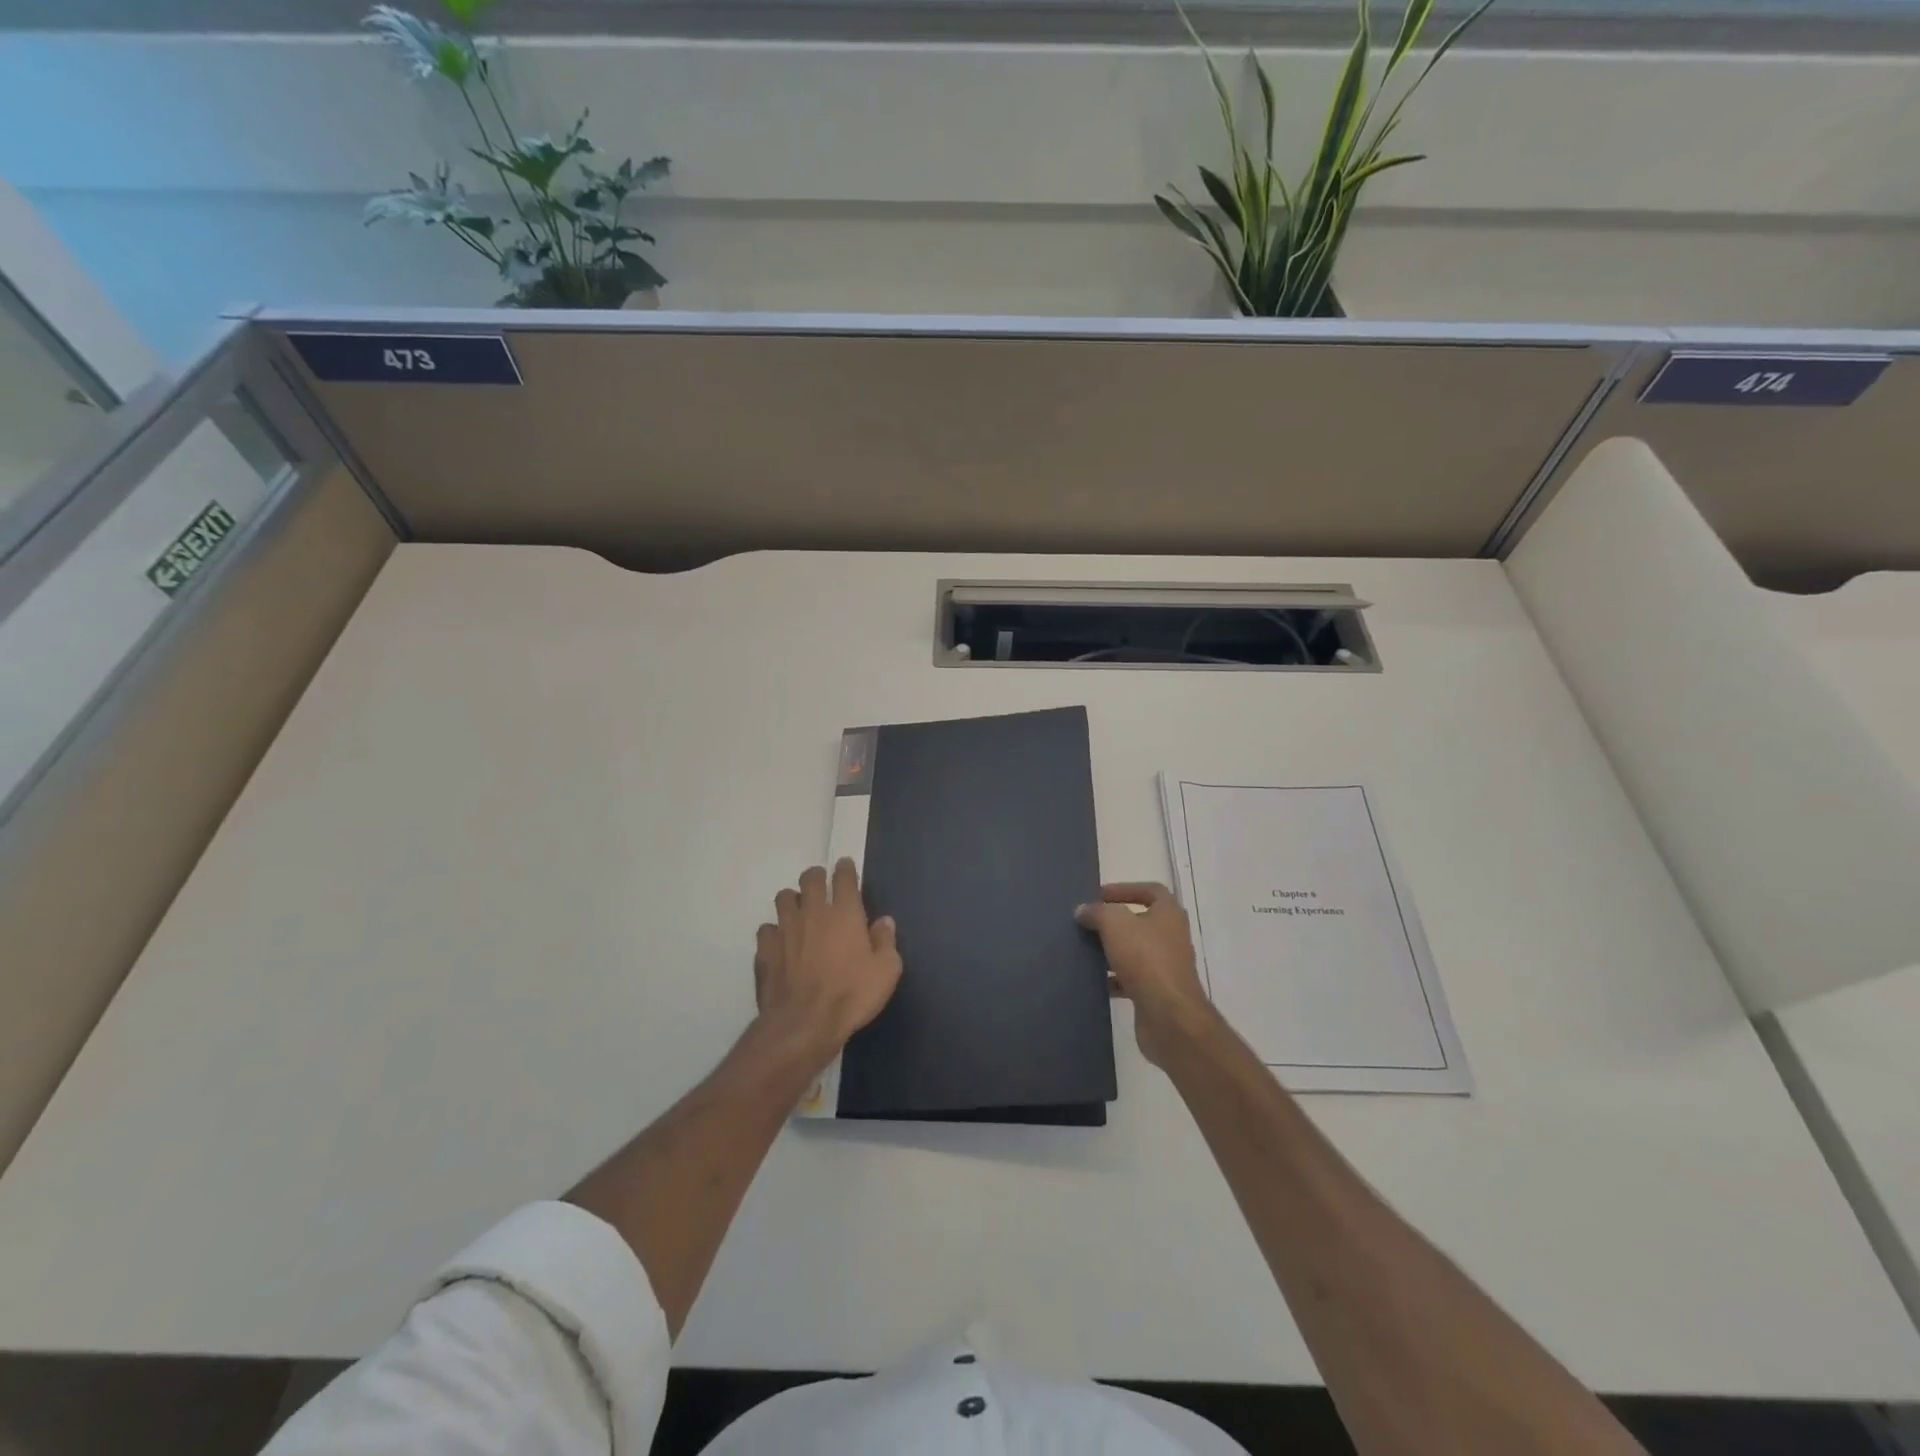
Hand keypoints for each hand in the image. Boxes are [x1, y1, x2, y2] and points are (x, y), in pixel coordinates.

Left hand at [754, 860, 902, 1064]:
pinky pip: (766, 929)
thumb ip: (886, 941)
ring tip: (799, 913)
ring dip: (793, 900)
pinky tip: (780, 944)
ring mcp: (785, 929)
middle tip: (821, 886)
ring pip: (784, 898)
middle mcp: (813, 912)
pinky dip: (774, 932)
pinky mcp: (765, 949)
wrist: (804, 1023)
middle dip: (816, 877)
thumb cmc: (852, 995)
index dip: (845, 869)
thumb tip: (884, 922)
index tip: (845, 867)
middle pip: (810, 878)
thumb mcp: (886, 971)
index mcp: (845, 913)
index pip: (843, 877)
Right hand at [1076, 882, 1217, 1065]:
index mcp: (1169, 914)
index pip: (1151, 891)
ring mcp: (1166, 967)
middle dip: (1114, 922)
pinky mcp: (1157, 992)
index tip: (1099, 896)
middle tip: (1088, 923)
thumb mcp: (1115, 924)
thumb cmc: (1146, 959)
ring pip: (1135, 952)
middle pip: (1141, 922)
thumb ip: (1097, 912)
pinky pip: (1132, 979)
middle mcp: (1171, 937)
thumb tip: (1083, 910)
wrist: (1169, 1016)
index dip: (1125, 889)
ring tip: (1085, 950)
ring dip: (1112, 950)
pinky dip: (1114, 978)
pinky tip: (1095, 980)